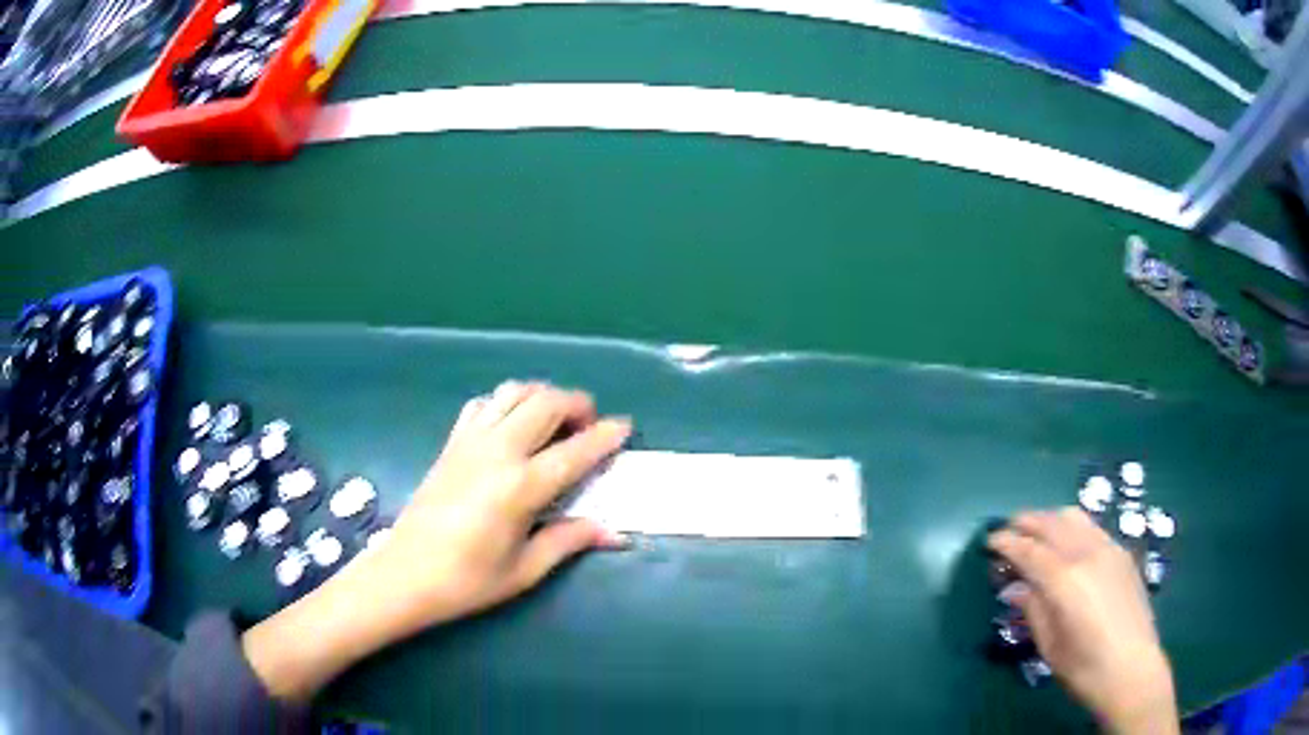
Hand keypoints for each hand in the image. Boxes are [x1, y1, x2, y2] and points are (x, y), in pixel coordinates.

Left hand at [243, 382, 631, 702]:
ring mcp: (470, 442)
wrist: (405, 574)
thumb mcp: (525, 569)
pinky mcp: (450, 444)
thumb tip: (616, 532)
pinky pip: (482, 405)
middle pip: (545, 403)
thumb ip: (570, 541)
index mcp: (521, 487)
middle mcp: (498, 452)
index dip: (605, 436)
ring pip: (513, 392)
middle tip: (590, 423)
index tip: (625, 427)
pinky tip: (510, 425)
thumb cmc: (467, 581)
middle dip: (576, 403)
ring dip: (541, 396)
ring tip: (555, 419)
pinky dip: (505, 403)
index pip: (575, 451)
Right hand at [989, 508, 1177, 734]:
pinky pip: (1092, 529)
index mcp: (1066, 580)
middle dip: (1026, 522)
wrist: (1133, 669)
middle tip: (1008, 529)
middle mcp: (1087, 554)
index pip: (1029, 550)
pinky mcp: (1122, 554)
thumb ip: (1032, 610)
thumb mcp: (1050, 646)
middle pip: (1052, 524)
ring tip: (1035, 530)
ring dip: (1050, 518)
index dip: (1007, 543)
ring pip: (1074, 518)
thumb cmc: (1084, 668)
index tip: (989, 541)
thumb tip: (1014, 588)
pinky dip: (1072, 527)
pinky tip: (1066, 543)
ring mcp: (1109, 549)